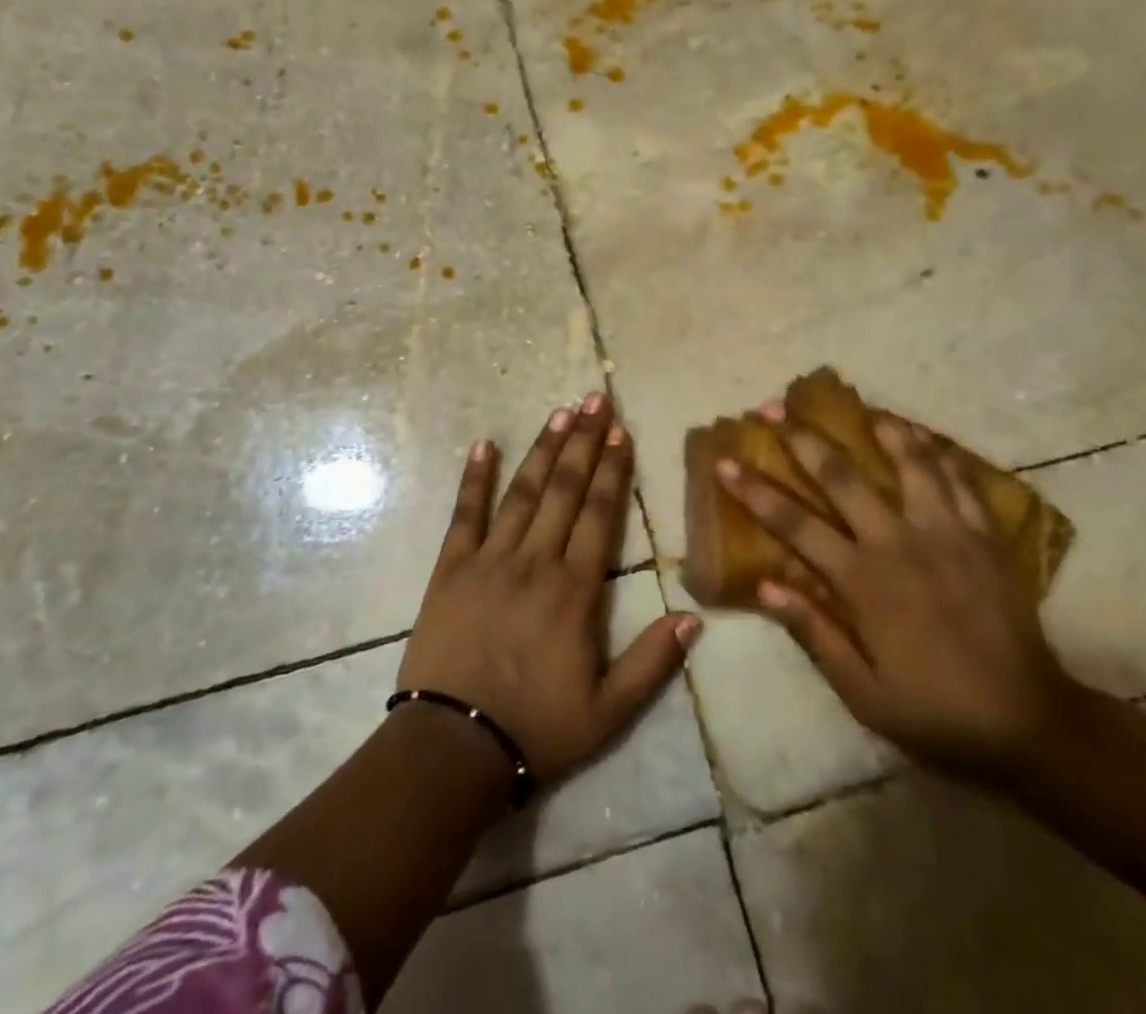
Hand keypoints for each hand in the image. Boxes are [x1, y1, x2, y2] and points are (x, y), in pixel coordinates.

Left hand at [397, 393, 701, 785]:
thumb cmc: (536, 728)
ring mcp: (490, 560)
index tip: (622, 432)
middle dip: (584, 442)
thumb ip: (653, 662)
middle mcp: (536, 561)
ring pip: (522, 492)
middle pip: (564, 489)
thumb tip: (694, 617)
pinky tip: (483, 445)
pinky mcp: (451, 568)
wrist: (453, 746)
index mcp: (575, 589)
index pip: (600, 514)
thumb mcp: (608, 711)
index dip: (613, 470)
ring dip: (543, 449)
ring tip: (561, 412)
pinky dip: (474, 478)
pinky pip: (465, 514)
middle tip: (596, 400)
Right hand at [715, 404, 1074, 781]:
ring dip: (880, 429)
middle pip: (842, 476)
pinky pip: (960, 482)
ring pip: (910, 463)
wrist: (1031, 724)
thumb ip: (813, 632)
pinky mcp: (986, 537)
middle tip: (774, 407)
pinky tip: (925, 439)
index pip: (794, 524)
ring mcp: (948, 533)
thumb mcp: (864, 692)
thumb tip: (764, 584)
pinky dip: (939, 454)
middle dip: (802, 438)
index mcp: (864, 580)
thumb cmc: (936, 712)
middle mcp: (900, 543)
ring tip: (861, 406)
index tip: (725, 462)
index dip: (755, 491)